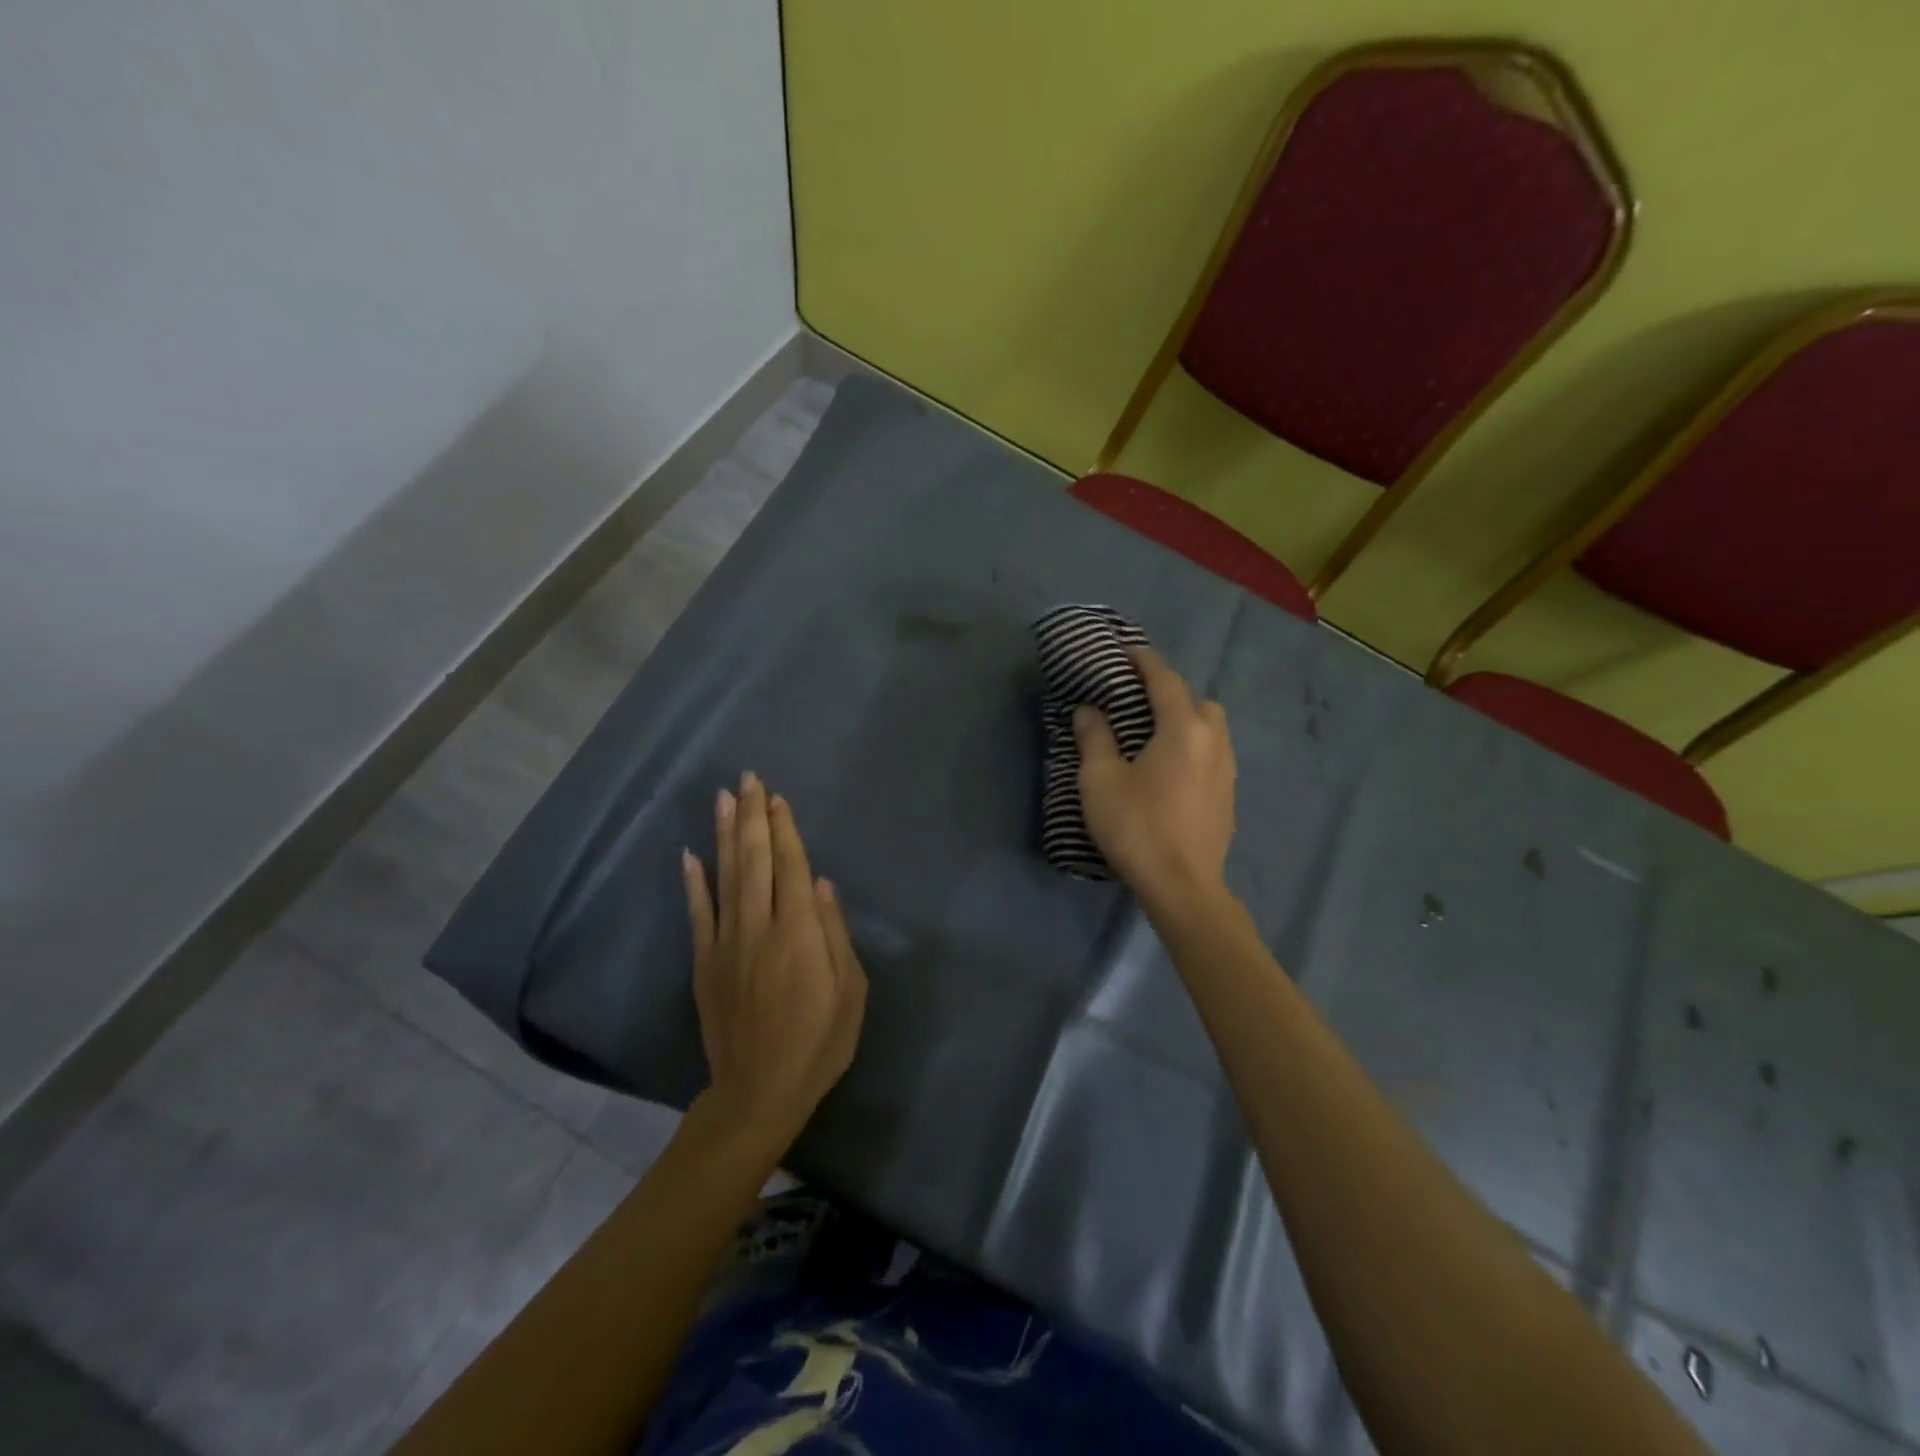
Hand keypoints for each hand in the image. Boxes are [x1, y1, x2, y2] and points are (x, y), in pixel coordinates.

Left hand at [681, 772, 867, 1150]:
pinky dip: (693, 882)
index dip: (784, 829)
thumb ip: (834, 932)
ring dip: (724, 834)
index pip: (790, 866)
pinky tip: (690, 854)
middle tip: (749, 778)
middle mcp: (759, 926)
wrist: (759, 1092)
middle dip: (752, 816)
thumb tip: (820, 883)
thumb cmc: (818, 1042)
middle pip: (755, 860)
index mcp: (799, 932)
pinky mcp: (704, 962)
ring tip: (724, 798)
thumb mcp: (850, 991)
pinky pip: (697, 914)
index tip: (777, 797)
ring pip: (724, 876)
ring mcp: (726, 943)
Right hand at [1073, 646, 1236, 916]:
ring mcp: (1226, 769)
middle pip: (1196, 700)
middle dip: (1169, 691)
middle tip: (1137, 700)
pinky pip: (1213, 752)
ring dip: (1185, 718)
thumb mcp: (1101, 780)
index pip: (1164, 679)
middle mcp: (1213, 740)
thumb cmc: (1137, 827)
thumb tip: (1089, 710)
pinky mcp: (1228, 795)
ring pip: (1210, 727)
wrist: (1182, 887)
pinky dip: (1194, 745)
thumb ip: (1095, 738)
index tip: (1125, 649)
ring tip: (1154, 733)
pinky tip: (1171, 768)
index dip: (1143, 660)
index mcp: (1183, 728)